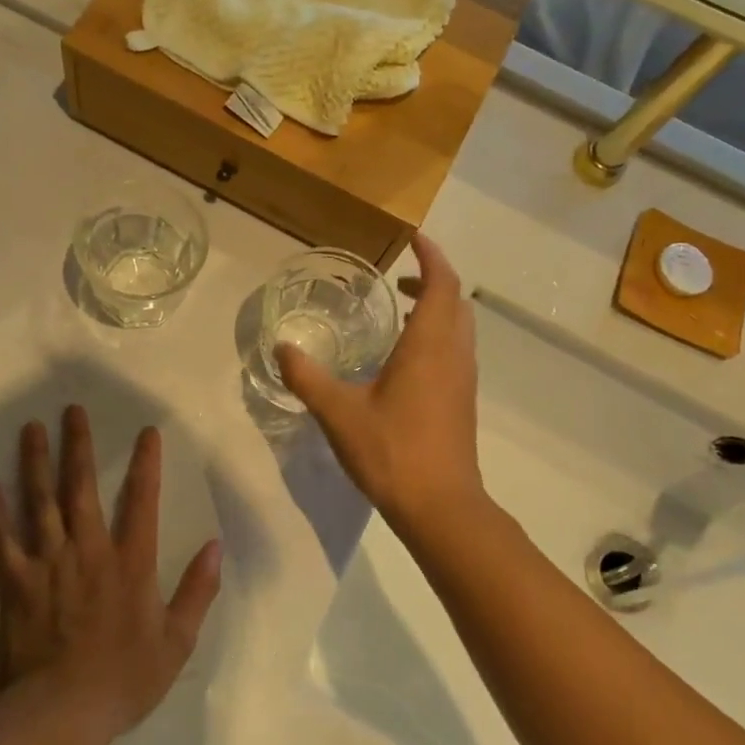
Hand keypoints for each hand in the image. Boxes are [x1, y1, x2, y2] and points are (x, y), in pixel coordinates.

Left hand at [0, 407, 220, 739]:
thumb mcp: (177, 641)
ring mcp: (49, 563)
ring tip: (32, 427)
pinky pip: (1, 540)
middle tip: (73, 410)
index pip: (141, 501)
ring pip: (41, 502)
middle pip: (82, 487)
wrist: (62, 713)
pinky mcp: (16, 582)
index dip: (146, 463)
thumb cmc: (124, 679)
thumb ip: (197, 590)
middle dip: (79, 446)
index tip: (146, 432)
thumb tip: (216, 547)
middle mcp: (89, 550)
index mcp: (130, 562)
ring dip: (36, 462)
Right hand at [275, 234, 485, 533]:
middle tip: (398, 277)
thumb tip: (282, 348)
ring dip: (437, 308)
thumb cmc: (392, 451)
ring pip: (459, 327)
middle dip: (432, 280)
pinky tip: (404, 358)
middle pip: (456, 301)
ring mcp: (463, 379)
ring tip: (401, 310)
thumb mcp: (338, 412)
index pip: (442, 283)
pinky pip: (456, 350)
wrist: (440, 506)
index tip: (413, 238)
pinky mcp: (462, 401)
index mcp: (429, 346)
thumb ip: (307, 377)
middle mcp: (454, 354)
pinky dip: (437, 334)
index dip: (431, 256)